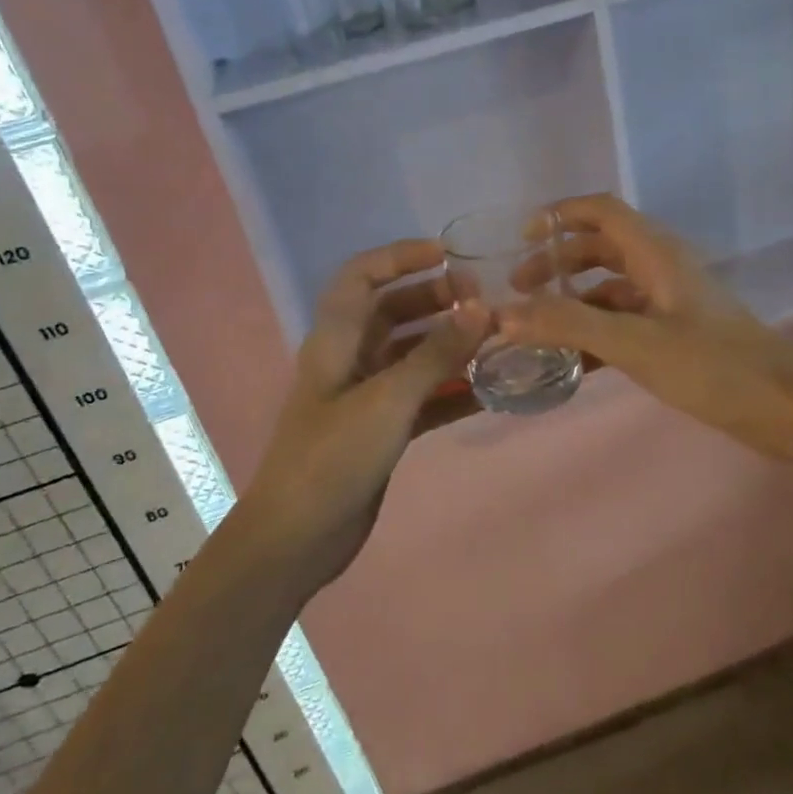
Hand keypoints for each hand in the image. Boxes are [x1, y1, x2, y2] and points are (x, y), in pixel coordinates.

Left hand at [240, 239, 485, 592]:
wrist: (297, 538)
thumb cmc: (333, 457)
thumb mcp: (389, 400)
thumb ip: (436, 354)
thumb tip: (481, 308)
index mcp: (337, 338)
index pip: (362, 275)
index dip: (400, 256)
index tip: (448, 255)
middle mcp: (350, 358)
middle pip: (393, 311)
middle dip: (436, 299)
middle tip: (484, 300)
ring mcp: (366, 395)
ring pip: (412, 354)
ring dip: (449, 344)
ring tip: (495, 339)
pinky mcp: (380, 429)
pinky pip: (422, 396)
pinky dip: (450, 389)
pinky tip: (488, 391)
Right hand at [500, 195, 792, 457]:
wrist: (783, 406)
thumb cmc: (710, 365)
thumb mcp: (633, 343)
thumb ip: (567, 324)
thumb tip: (502, 315)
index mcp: (655, 252)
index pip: (601, 210)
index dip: (560, 215)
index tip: (522, 239)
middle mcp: (662, 266)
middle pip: (601, 246)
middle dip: (558, 262)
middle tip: (520, 289)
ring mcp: (671, 299)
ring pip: (612, 284)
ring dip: (575, 296)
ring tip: (539, 324)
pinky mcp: (678, 330)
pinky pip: (626, 316)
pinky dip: (597, 326)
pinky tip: (576, 355)